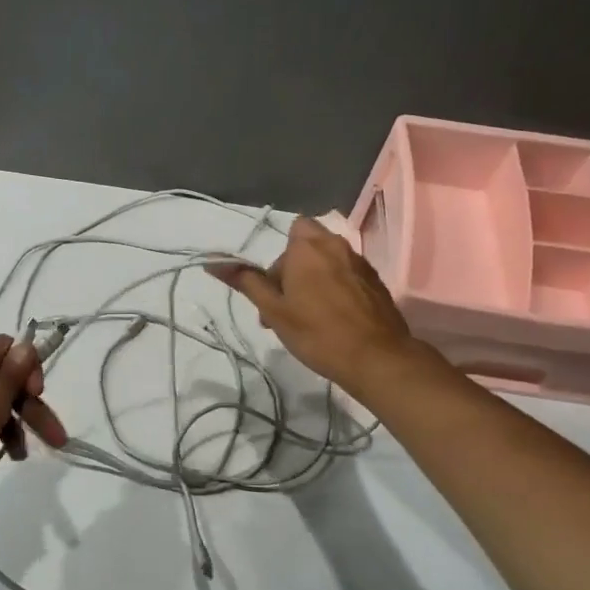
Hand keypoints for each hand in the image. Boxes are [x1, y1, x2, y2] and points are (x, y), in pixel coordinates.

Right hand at [207, 215, 417, 388]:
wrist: (375, 358)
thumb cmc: (316, 332)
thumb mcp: (273, 309)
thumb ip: (246, 282)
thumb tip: (212, 263)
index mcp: (309, 246)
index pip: (292, 231)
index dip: (281, 257)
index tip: (275, 288)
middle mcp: (337, 245)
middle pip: (311, 245)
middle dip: (296, 268)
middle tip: (286, 305)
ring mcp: (361, 264)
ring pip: (330, 261)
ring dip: (316, 279)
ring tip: (308, 316)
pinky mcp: (376, 283)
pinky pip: (348, 276)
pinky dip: (337, 289)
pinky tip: (333, 319)